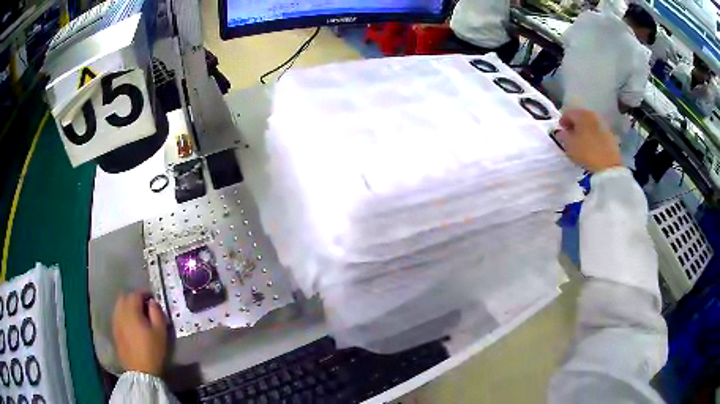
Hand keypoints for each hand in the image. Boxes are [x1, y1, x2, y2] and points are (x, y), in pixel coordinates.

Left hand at [112, 291, 167, 375]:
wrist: (140, 371)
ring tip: (138, 316)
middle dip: (134, 298)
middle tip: (145, 307)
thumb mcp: (160, 331)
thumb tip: (152, 302)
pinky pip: (118, 316)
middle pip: (125, 297)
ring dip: (128, 307)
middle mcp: (120, 312)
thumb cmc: (152, 350)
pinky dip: (124, 316)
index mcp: (131, 310)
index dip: (145, 294)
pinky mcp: (114, 331)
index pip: (136, 294)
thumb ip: (157, 313)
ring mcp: (115, 322)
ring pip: (119, 306)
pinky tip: (131, 325)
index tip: (153, 299)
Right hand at [556, 109, 622, 172]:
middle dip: (574, 125)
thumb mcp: (569, 145)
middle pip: (580, 117)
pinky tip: (590, 146)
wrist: (608, 166)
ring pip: (590, 125)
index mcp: (581, 114)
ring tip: (581, 142)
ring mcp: (603, 125)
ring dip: (584, 131)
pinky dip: (592, 137)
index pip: (568, 113)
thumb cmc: (586, 152)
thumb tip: (561, 132)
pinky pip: (597, 133)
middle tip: (570, 136)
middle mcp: (593, 115)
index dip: (562, 121)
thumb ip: (563, 136)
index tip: (560, 131)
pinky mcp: (610, 136)